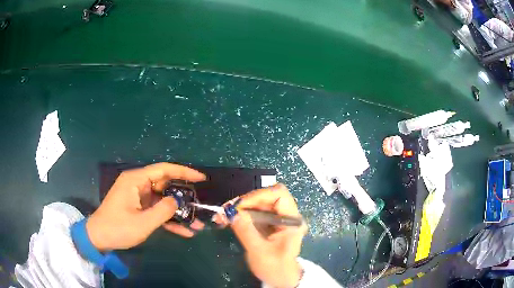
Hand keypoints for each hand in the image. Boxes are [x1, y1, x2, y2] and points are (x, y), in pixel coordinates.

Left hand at [86, 163, 205, 250]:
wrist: (99, 238)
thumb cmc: (118, 228)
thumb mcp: (142, 222)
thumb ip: (163, 211)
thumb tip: (177, 201)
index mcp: (136, 180)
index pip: (163, 169)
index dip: (184, 172)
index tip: (201, 178)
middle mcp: (138, 185)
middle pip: (165, 185)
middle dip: (183, 196)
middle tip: (200, 204)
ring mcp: (138, 197)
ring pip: (163, 200)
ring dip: (178, 212)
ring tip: (196, 223)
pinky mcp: (139, 208)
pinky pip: (156, 210)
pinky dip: (168, 219)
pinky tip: (184, 231)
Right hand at [229, 184, 307, 287]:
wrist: (281, 279)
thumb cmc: (275, 268)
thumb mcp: (260, 251)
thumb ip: (246, 231)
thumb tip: (231, 212)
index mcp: (292, 220)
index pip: (279, 194)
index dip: (258, 195)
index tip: (239, 206)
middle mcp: (287, 215)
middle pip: (266, 196)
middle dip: (245, 201)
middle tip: (226, 210)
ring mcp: (277, 219)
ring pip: (258, 203)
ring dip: (240, 207)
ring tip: (223, 216)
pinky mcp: (269, 224)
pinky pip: (254, 212)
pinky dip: (241, 214)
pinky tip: (228, 220)